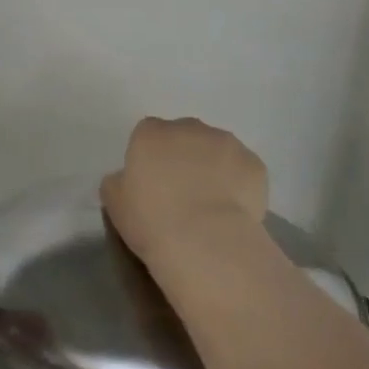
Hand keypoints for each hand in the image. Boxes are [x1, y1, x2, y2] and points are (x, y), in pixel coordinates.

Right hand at [101, 116, 267, 270]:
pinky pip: (243, 170)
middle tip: (181, 192)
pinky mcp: (255, 164)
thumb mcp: (114, 202)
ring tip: (211, 204)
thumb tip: (127, 178)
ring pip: (217, 150)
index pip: (147, 134)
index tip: (151, 183)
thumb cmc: (151, 219)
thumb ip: (118, 181)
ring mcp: (226, 143)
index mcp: (151, 133)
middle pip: (185, 136)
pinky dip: (239, 184)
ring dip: (213, 167)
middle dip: (183, 156)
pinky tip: (232, 211)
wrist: (205, 240)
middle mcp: (189, 128)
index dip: (151, 157)